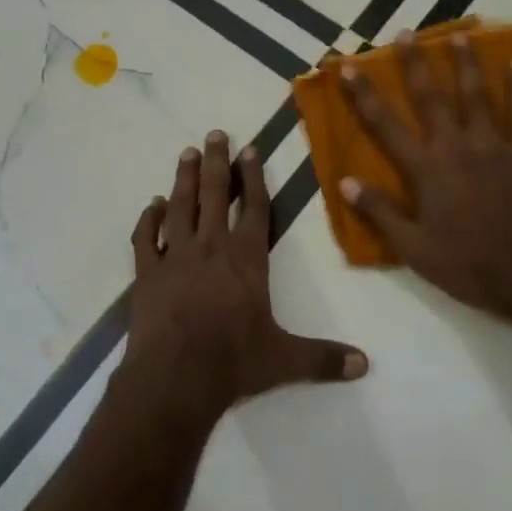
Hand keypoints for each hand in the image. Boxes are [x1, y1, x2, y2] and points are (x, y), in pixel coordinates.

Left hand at [123, 130, 366, 423]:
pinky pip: (146, 238)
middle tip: (214, 133)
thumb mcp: (285, 360)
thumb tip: (365, 364)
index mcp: (246, 258)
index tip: (249, 149)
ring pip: (180, 206)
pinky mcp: (147, 272)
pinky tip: (151, 205)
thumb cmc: (234, 362)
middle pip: (215, 194)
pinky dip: (148, 219)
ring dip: (184, 179)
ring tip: (187, 153)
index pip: (255, 208)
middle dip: (216, 162)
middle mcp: (211, 247)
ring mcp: (176, 256)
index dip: (254, 177)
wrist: (176, 377)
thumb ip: (324, 358)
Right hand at [340, 32, 511, 317]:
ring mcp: (493, 145)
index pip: (385, 124)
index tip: (349, 66)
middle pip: (430, 97)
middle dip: (415, 64)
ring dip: (466, 63)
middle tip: (406, 33)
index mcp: (425, 169)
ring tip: (460, 35)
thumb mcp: (413, 248)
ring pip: (476, 95)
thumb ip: (379, 212)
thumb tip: (344, 182)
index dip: (364, 94)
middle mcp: (455, 146)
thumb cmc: (468, 265)